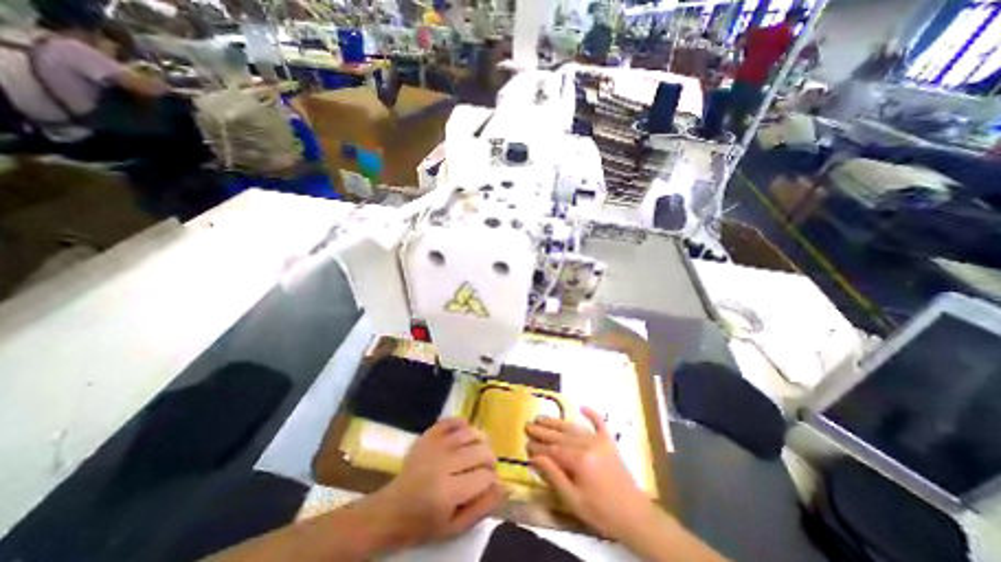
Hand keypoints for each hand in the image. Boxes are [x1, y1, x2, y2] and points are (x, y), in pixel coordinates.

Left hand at [367, 419, 504, 545]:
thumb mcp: (454, 528)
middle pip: (481, 451)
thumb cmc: (424, 524)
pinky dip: (462, 423)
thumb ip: (481, 508)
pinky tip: (466, 431)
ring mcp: (435, 446)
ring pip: (470, 433)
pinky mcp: (428, 436)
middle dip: (490, 459)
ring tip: (480, 451)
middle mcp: (444, 464)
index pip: (485, 476)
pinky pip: (450, 421)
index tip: (490, 484)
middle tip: (487, 468)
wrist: (391, 510)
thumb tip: (504, 486)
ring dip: (481, 440)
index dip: (493, 480)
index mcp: (449, 491)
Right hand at [526, 408, 653, 540]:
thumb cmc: (601, 512)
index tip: (525, 443)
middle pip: (560, 435)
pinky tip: (582, 406)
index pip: (552, 449)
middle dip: (542, 430)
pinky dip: (592, 414)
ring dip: (557, 422)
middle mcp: (588, 445)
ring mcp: (599, 440)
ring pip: (573, 427)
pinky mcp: (609, 441)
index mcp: (579, 460)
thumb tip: (535, 457)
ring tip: (542, 417)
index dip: (538, 446)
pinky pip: (599, 423)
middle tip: (528, 425)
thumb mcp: (573, 500)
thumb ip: (553, 475)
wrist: (634, 516)